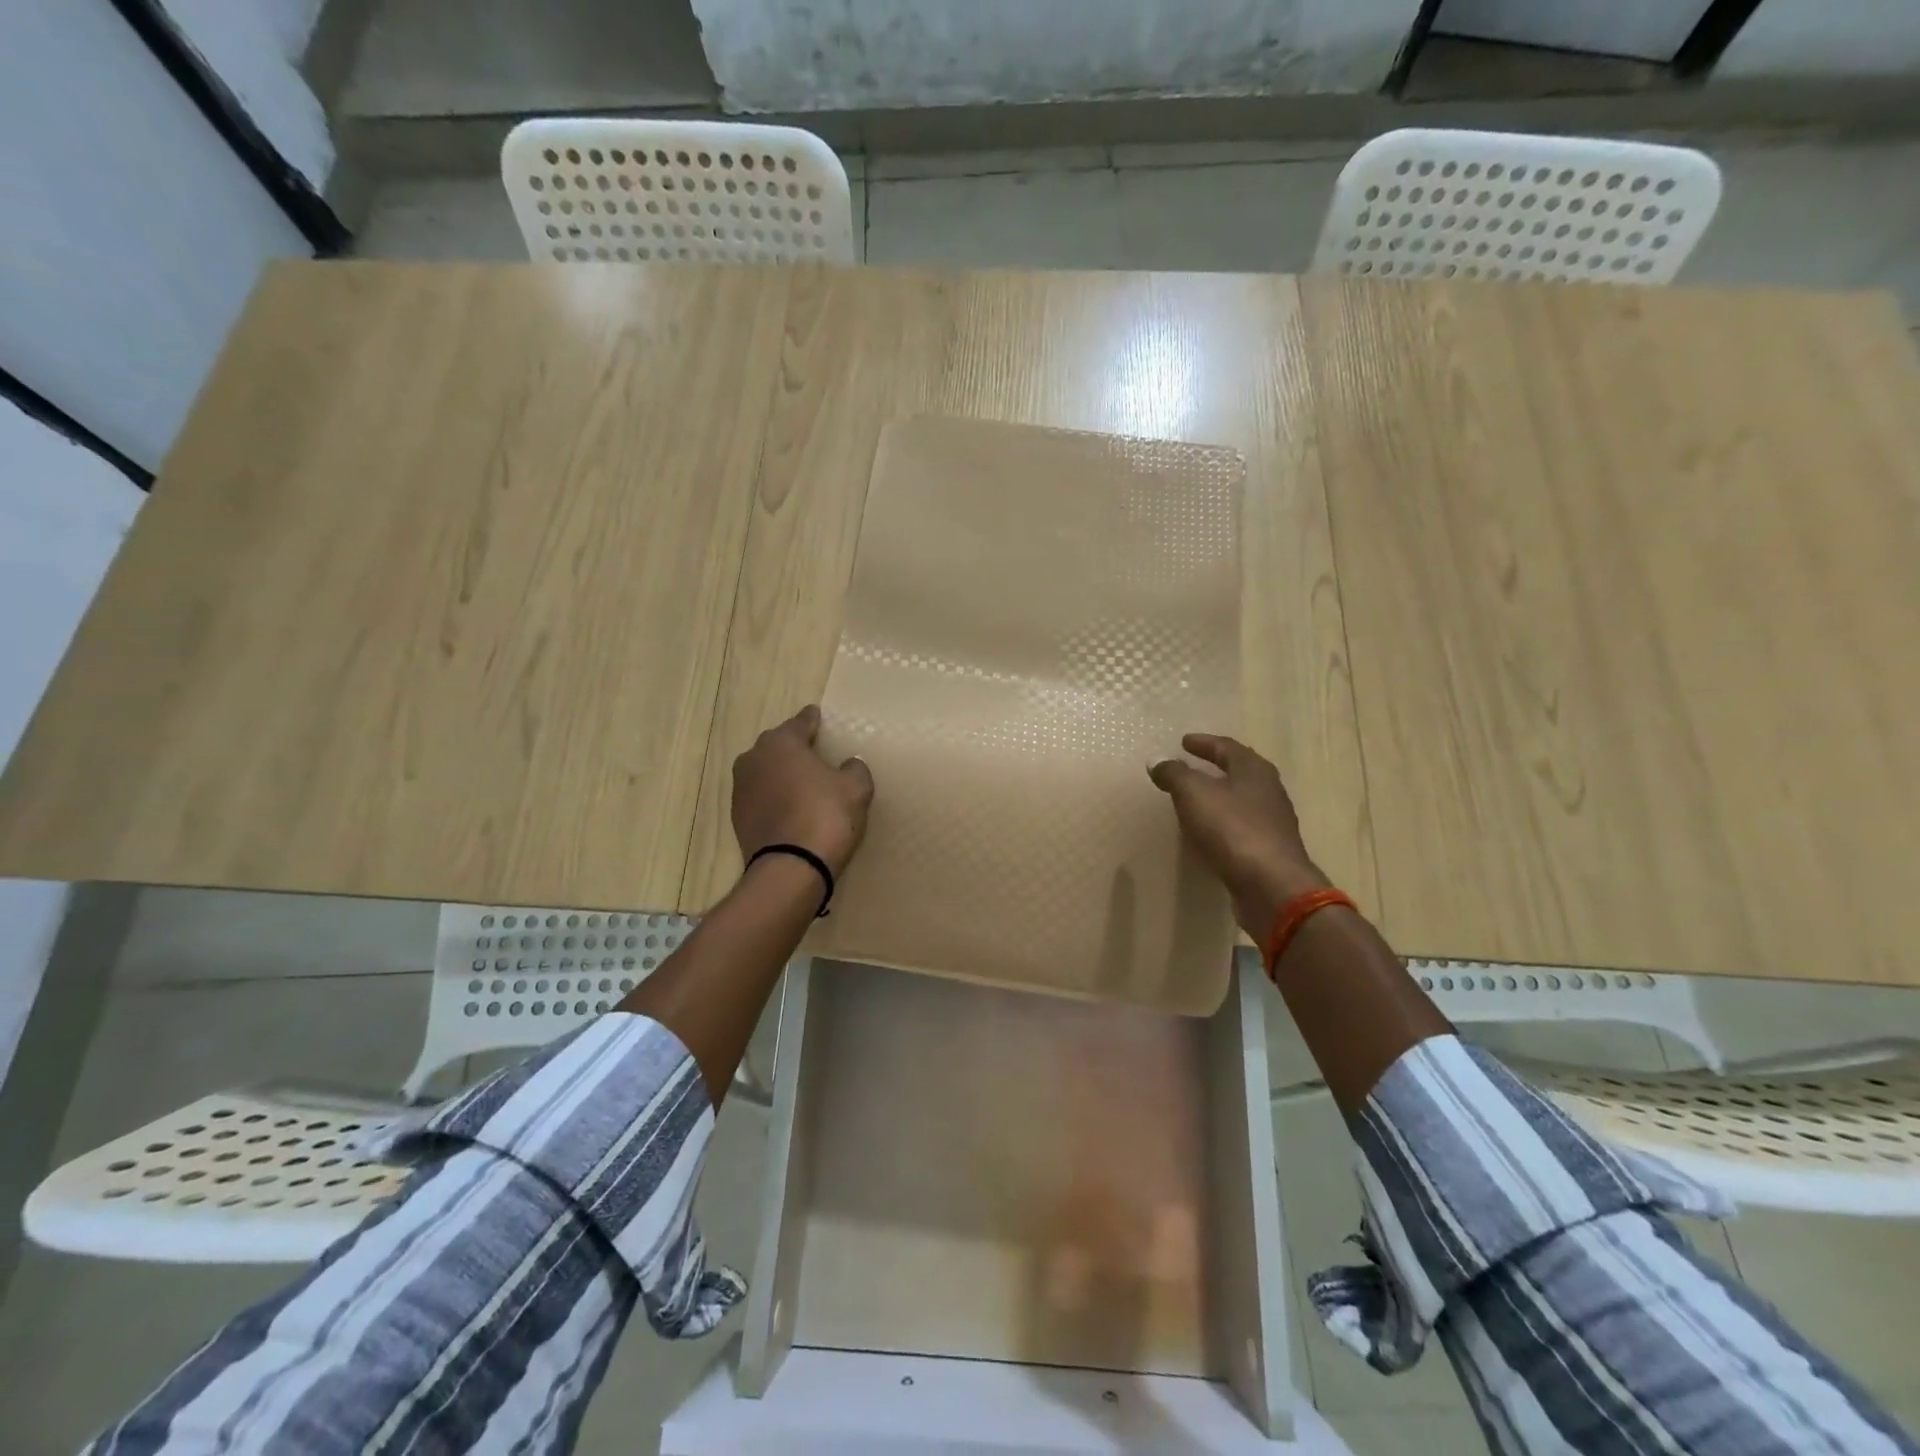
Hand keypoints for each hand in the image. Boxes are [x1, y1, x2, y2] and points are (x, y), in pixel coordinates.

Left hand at [732, 705, 874, 876]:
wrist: (791, 868)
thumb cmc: (826, 816)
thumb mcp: (856, 788)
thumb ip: (854, 768)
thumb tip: (849, 764)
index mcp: (781, 743)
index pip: (800, 723)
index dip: (812, 720)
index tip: (817, 716)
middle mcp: (754, 758)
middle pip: (778, 746)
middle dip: (794, 747)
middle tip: (814, 753)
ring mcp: (741, 789)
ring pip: (766, 772)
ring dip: (781, 774)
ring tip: (802, 782)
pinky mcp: (737, 818)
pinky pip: (761, 797)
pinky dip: (774, 797)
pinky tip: (790, 807)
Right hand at [1148, 734, 1329, 938]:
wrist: (1271, 886)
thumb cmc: (1231, 829)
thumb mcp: (1193, 794)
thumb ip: (1174, 774)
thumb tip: (1157, 760)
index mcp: (1253, 770)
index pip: (1226, 747)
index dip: (1204, 743)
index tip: (1184, 742)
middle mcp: (1268, 791)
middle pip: (1240, 771)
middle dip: (1216, 767)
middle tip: (1193, 765)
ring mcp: (1272, 822)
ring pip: (1242, 799)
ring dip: (1219, 795)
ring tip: (1195, 799)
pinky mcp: (1269, 850)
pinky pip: (1240, 827)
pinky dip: (1222, 822)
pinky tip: (1208, 832)